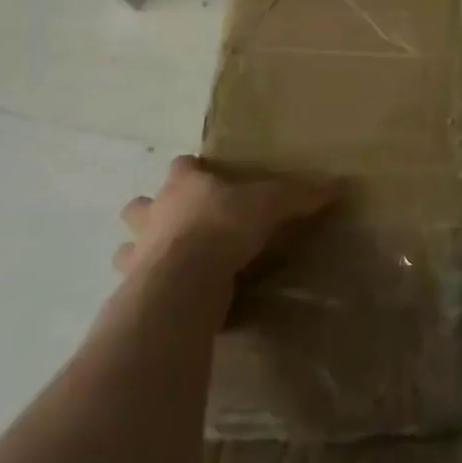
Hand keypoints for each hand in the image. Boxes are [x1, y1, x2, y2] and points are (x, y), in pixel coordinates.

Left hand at [116, 155, 334, 292]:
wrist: (184, 283)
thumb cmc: (223, 227)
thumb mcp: (271, 204)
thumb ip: (299, 195)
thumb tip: (334, 187)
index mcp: (184, 185)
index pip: (182, 166)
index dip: (193, 169)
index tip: (208, 176)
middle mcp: (154, 215)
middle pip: (140, 205)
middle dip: (152, 211)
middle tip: (180, 222)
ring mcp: (137, 255)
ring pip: (127, 248)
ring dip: (141, 253)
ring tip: (168, 262)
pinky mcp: (134, 293)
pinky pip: (137, 289)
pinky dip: (149, 290)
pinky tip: (172, 296)